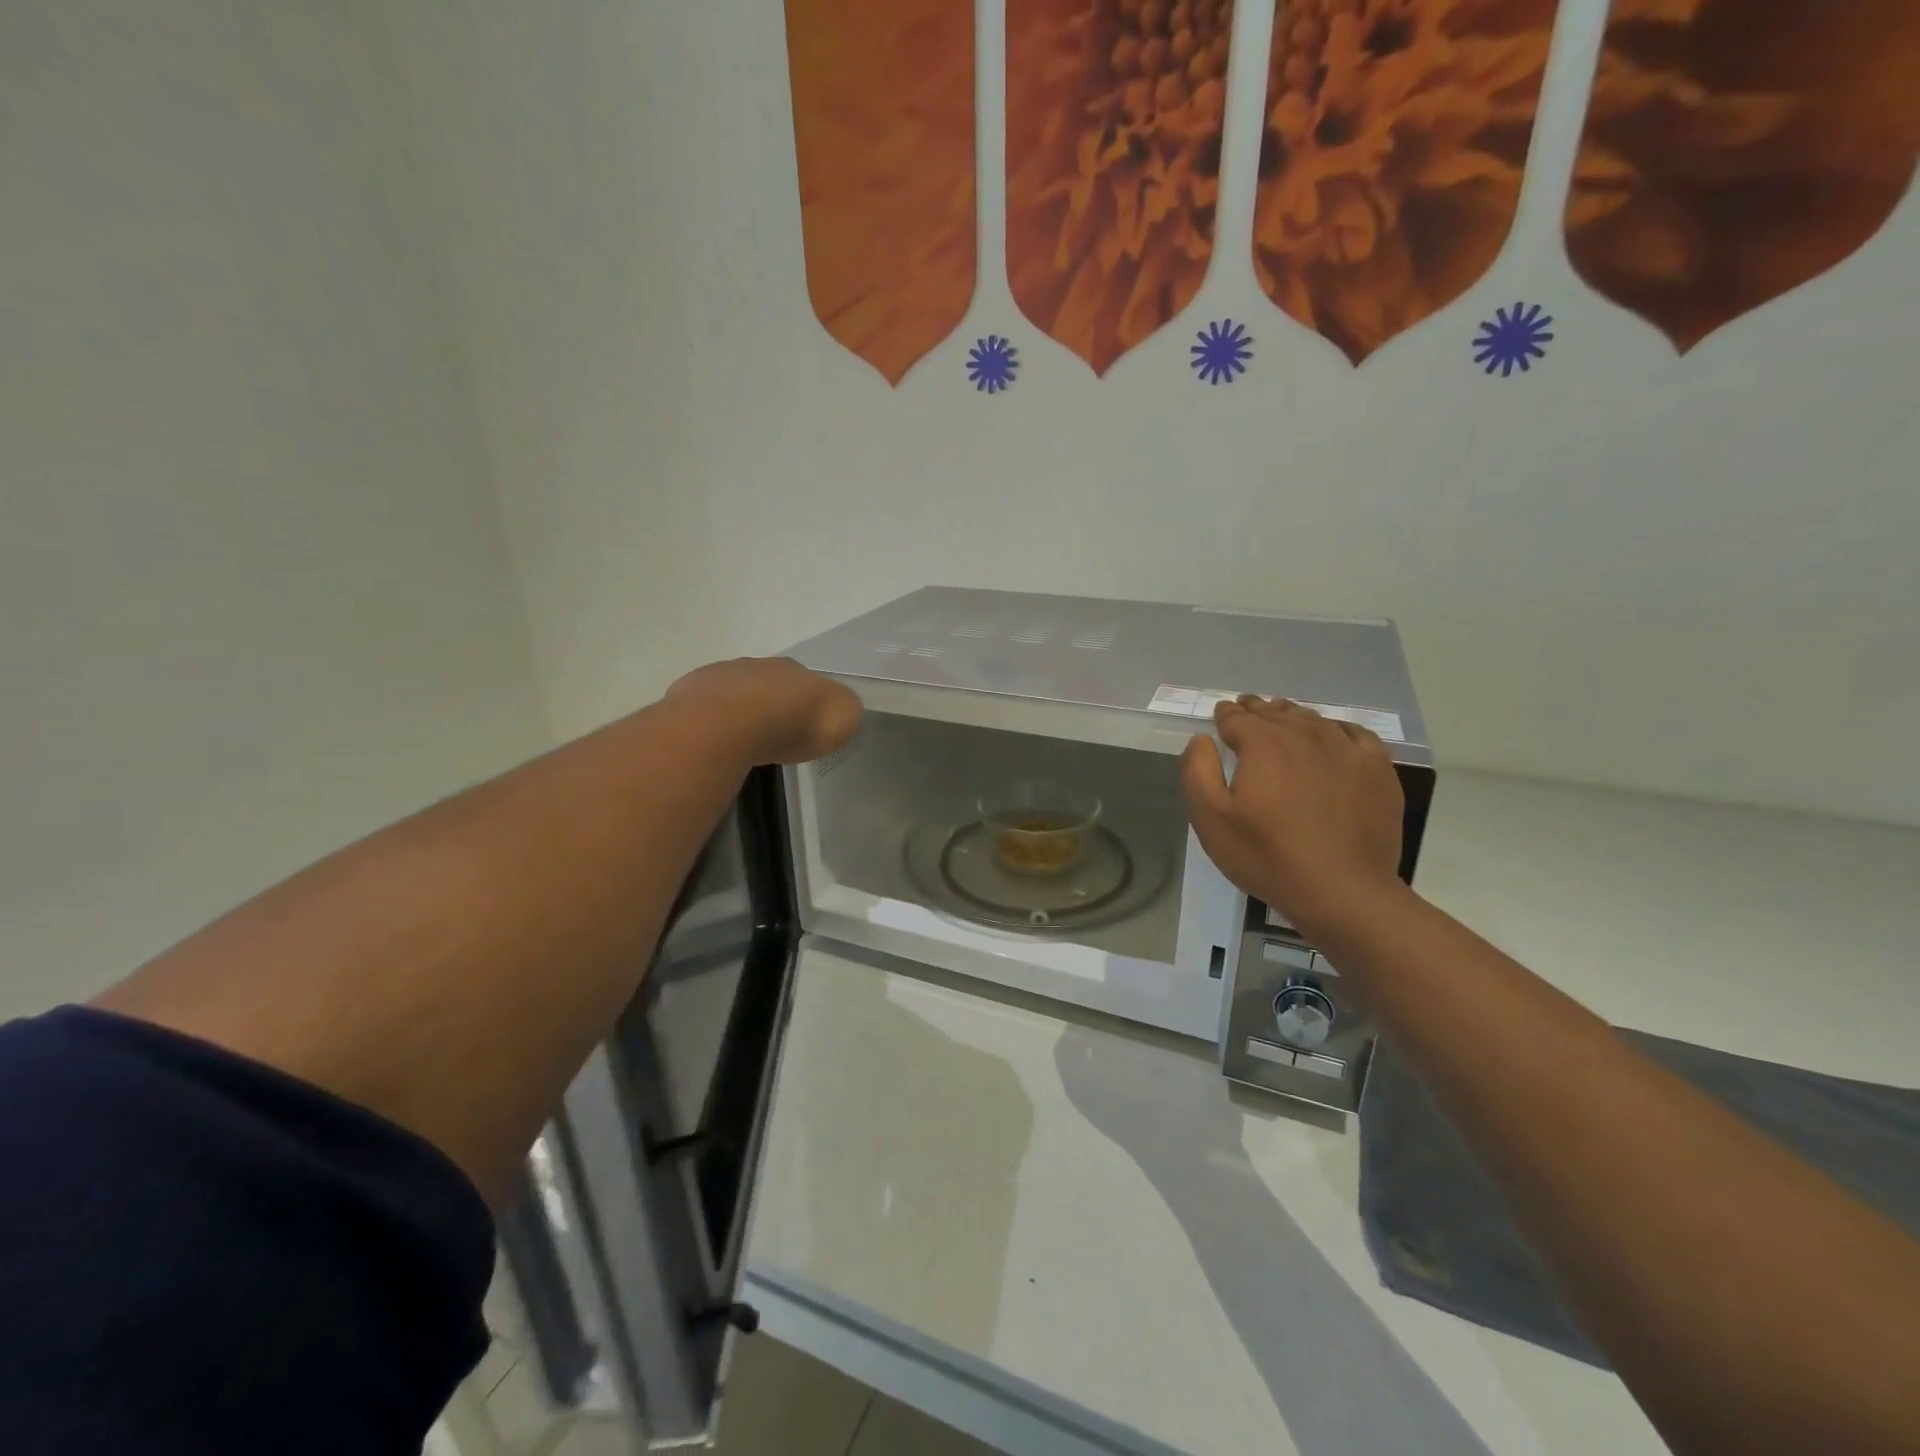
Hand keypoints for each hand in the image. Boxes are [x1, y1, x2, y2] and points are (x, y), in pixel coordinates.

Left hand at [665, 657, 862, 765]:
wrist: (727, 726)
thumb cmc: (791, 723)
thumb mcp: (841, 718)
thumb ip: (843, 711)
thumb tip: (838, 710)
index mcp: (794, 668)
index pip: (805, 683)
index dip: (807, 705)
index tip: (806, 729)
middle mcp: (755, 665)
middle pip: (767, 685)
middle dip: (771, 707)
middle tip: (773, 738)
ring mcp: (718, 677)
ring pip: (733, 694)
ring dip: (738, 714)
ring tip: (741, 744)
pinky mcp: (687, 696)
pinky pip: (704, 711)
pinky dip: (711, 725)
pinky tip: (714, 744)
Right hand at [1181, 696, 1405, 934]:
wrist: (1341, 889)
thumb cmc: (1266, 855)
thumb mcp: (1210, 819)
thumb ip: (1198, 771)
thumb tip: (1203, 738)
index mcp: (1262, 743)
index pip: (1237, 718)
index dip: (1226, 715)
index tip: (1221, 714)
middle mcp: (1304, 734)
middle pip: (1275, 713)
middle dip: (1257, 709)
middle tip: (1246, 707)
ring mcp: (1346, 749)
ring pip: (1313, 719)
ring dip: (1292, 715)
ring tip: (1283, 715)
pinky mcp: (1377, 769)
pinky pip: (1355, 734)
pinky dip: (1337, 728)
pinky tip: (1332, 736)